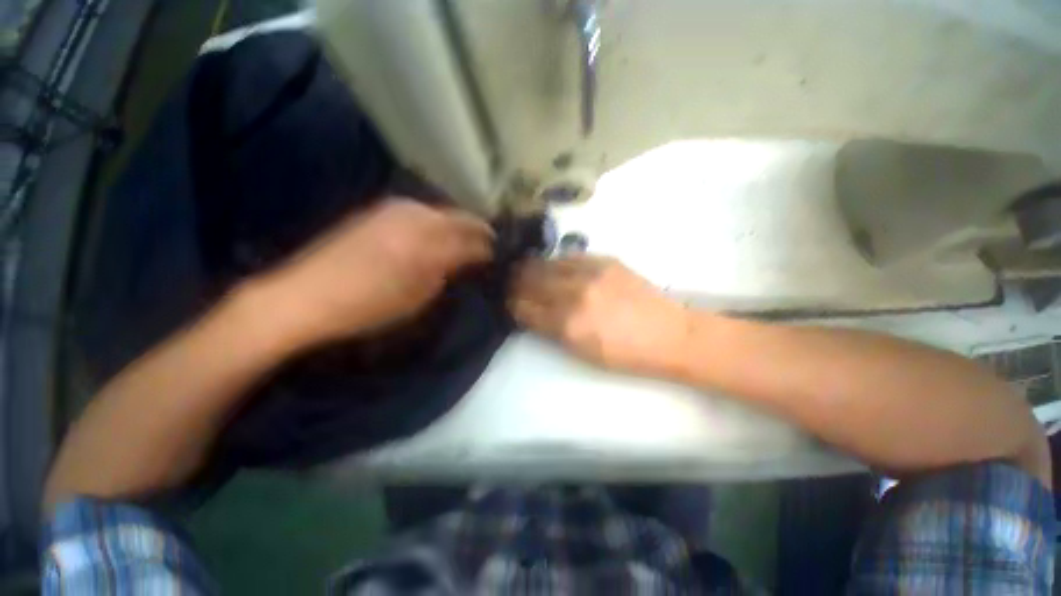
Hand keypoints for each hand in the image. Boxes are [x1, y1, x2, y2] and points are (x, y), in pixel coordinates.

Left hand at [255, 198, 493, 348]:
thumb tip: (466, 262)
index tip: (498, 257)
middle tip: (489, 244)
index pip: (472, 242)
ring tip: (467, 238)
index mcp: (427, 246)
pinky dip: (437, 220)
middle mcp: (416, 219)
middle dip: (479, 231)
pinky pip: (421, 210)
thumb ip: (447, 274)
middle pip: (460, 219)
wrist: (305, 295)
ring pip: (442, 211)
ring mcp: (395, 210)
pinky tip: (437, 231)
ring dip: (459, 223)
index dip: (488, 250)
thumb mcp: (418, 298)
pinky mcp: (379, 210)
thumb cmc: (368, 307)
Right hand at [509, 256, 691, 374]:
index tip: (506, 301)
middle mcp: (575, 294)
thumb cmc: (625, 354)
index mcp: (568, 324)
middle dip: (515, 281)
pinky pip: (570, 256)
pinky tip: (553, 264)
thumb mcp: (582, 352)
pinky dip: (556, 261)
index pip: (525, 308)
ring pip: (548, 263)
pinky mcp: (605, 261)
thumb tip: (530, 313)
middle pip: (531, 281)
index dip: (511, 303)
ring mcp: (591, 273)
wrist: (669, 334)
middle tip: (509, 281)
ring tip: (524, 268)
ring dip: (532, 267)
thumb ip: (552, 331)